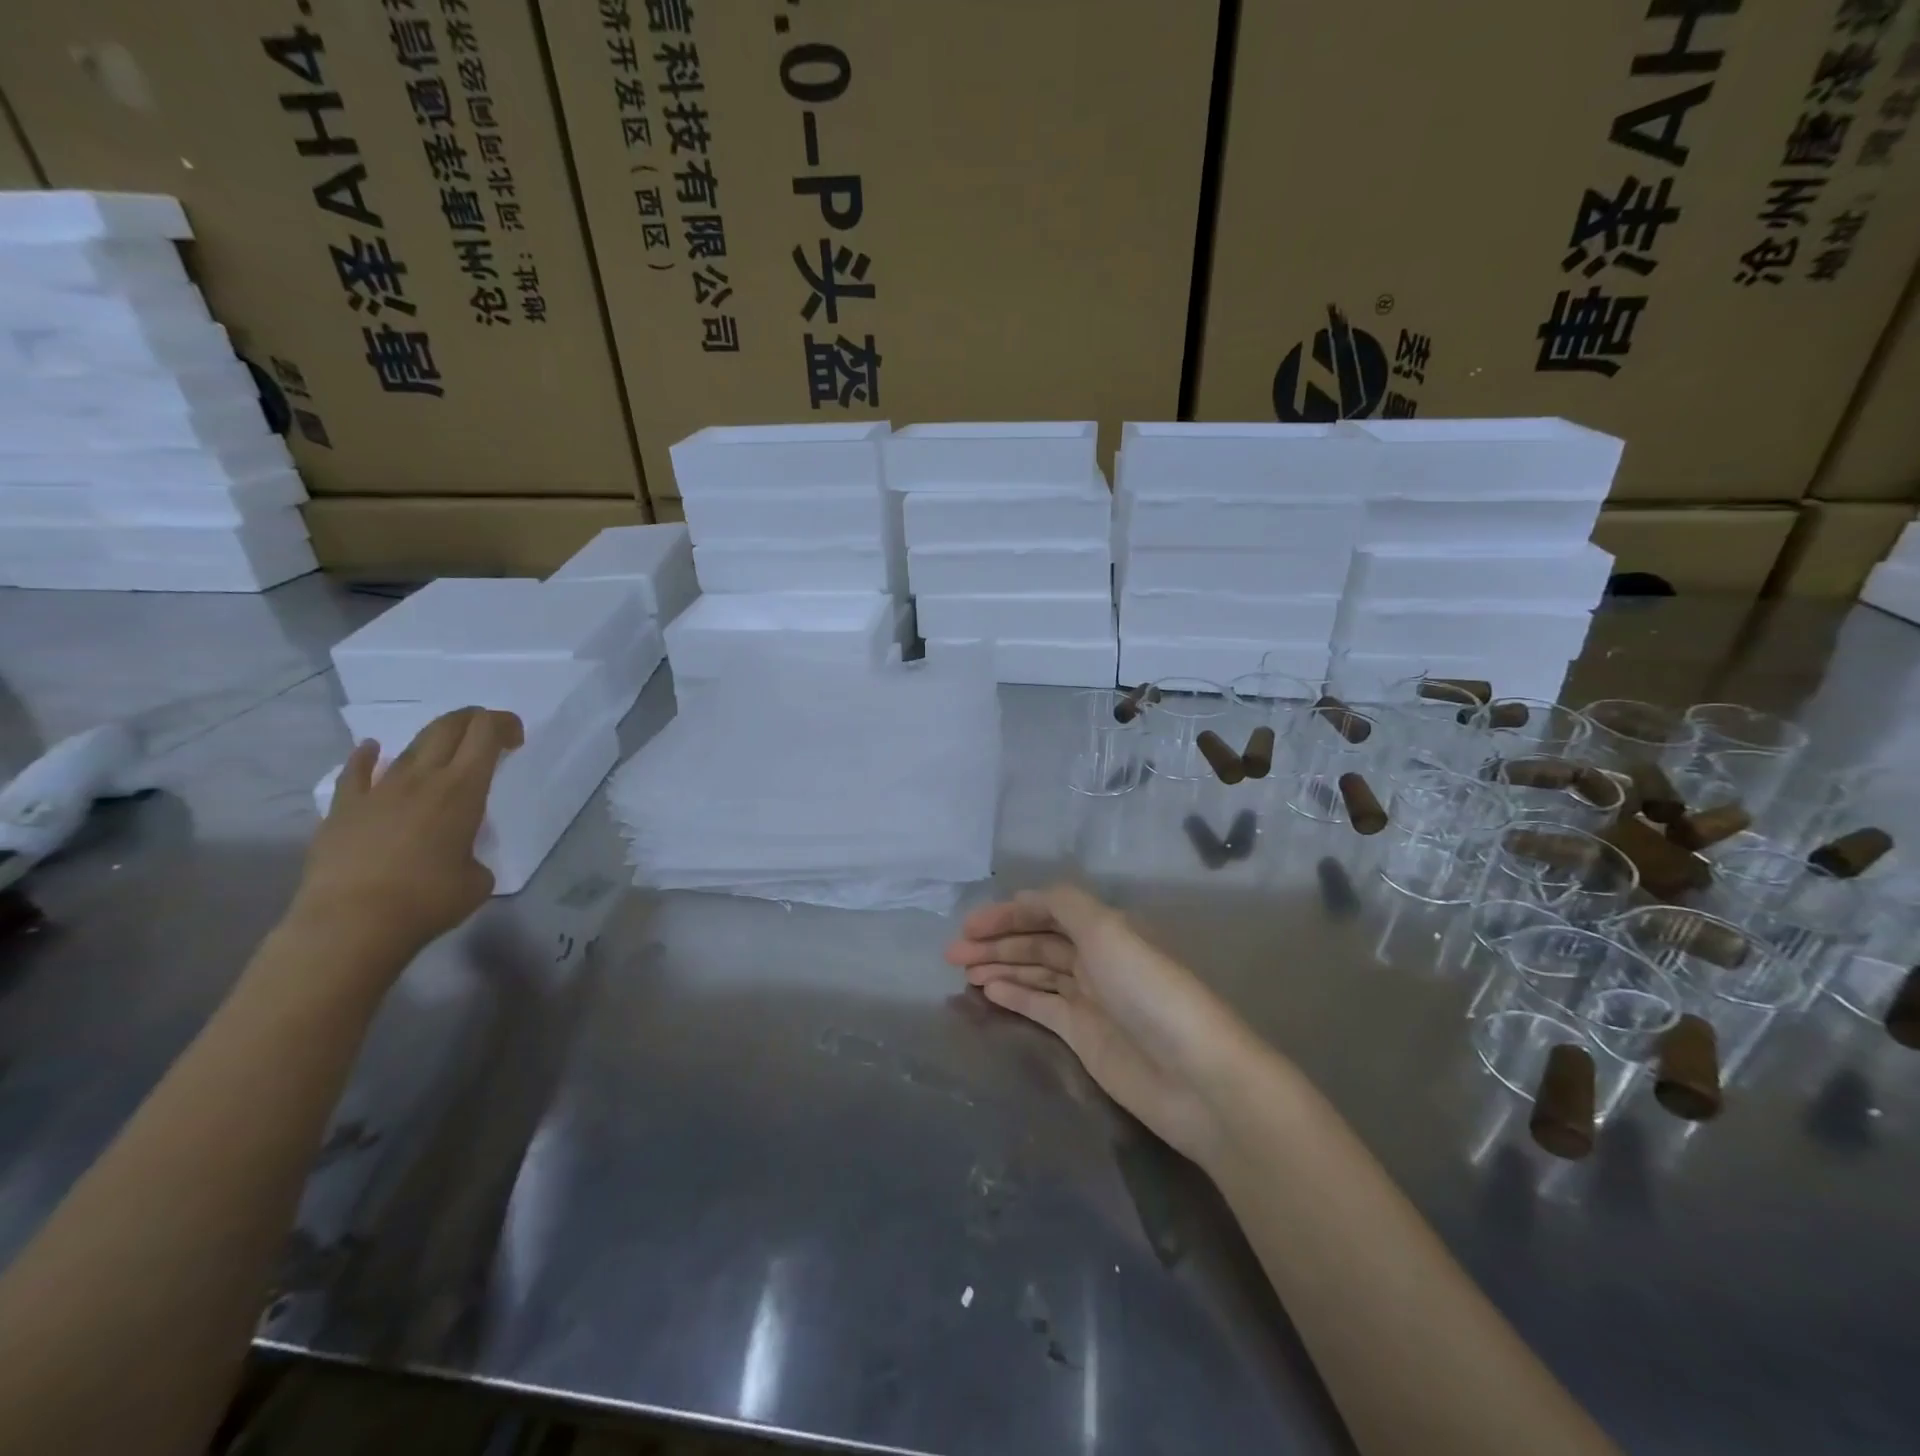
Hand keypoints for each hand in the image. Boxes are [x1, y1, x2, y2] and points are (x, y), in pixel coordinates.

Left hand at [291, 707, 523, 957]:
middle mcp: (421, 779)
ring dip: (433, 742)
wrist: (350, 924)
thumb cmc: (428, 901)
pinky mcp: (343, 809)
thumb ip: (474, 854)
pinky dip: (368, 756)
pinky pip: (356, 772)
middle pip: (448, 727)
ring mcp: (378, 791)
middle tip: (487, 735)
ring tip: (444, 754)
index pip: (485, 733)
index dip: (503, 724)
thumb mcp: (478, 879)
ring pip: (409, 747)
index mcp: (463, 790)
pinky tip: (373, 750)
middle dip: (472, 720)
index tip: (515, 740)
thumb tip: (459, 856)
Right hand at [945, 885, 1251, 1164]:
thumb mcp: (1109, 931)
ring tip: (961, 971)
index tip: (969, 925)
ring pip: (1034, 972)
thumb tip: (1028, 897)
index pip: (1047, 910)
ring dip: (999, 967)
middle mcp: (1095, 958)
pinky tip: (986, 991)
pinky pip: (1039, 1005)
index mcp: (1105, 928)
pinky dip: (1014, 995)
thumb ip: (1066, 906)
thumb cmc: (1149, 991)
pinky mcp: (1083, 1035)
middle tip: (952, 953)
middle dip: (995, 941)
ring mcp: (1088, 998)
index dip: (1007, 913)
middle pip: (1036, 941)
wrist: (1194, 1076)